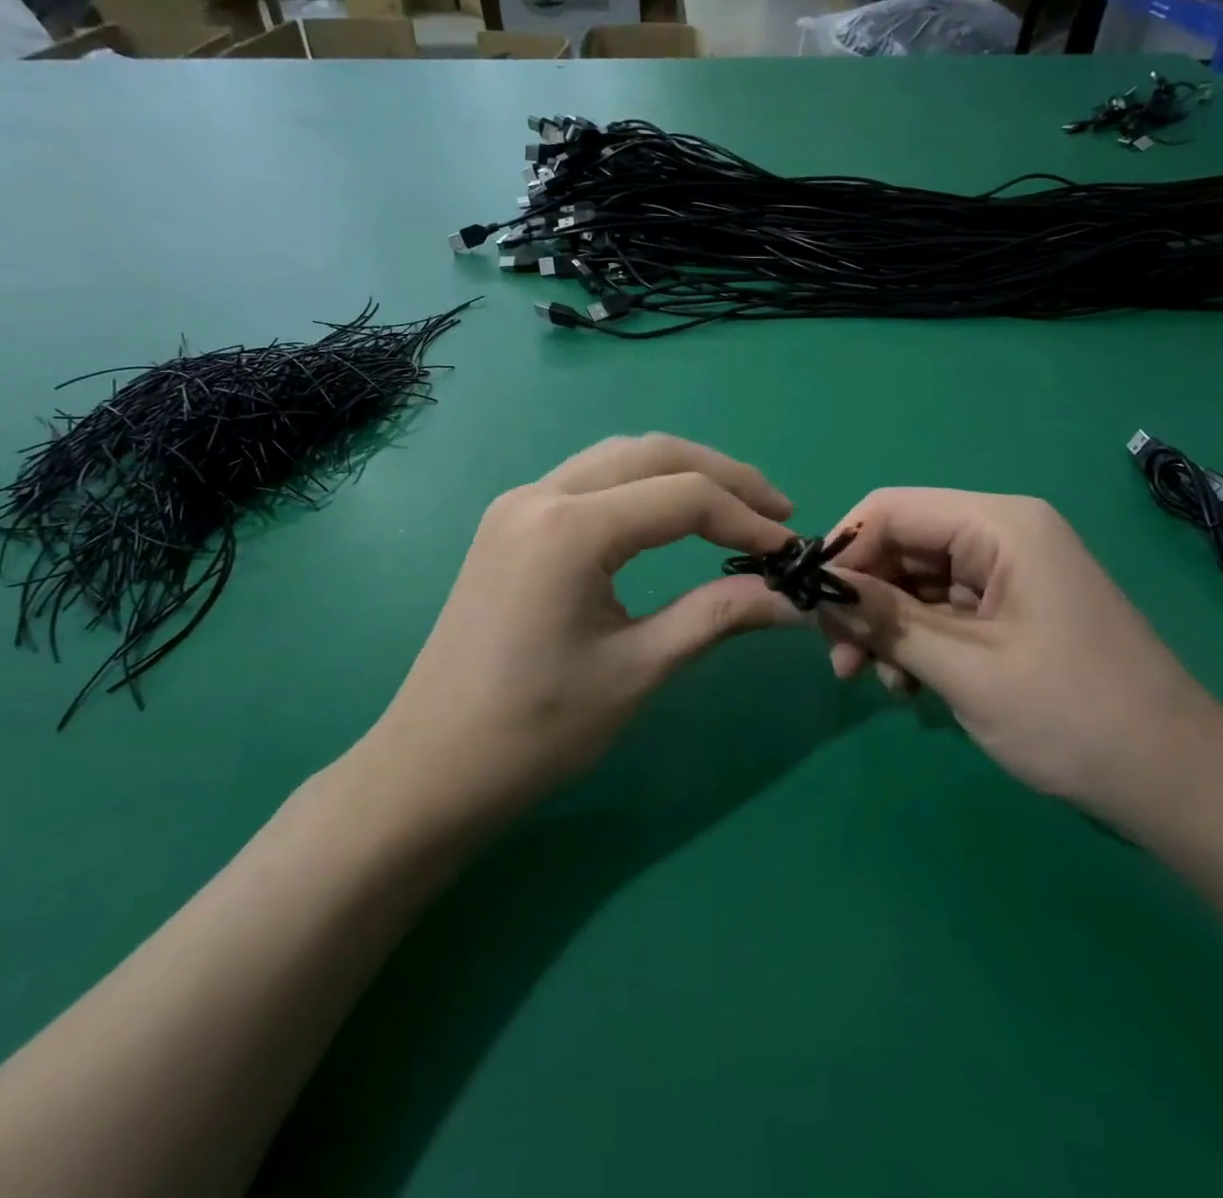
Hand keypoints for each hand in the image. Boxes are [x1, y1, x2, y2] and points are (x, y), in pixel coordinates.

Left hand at [369, 435, 800, 826]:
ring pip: (619, 457)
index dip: (747, 518)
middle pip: (653, 454)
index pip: (683, 496)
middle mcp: (540, 494)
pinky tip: (669, 516)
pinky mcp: (510, 523)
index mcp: (570, 527)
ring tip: (735, 506)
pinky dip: (641, 486)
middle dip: (723, 476)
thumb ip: (717, 616)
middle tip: (776, 511)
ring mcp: (518, 504)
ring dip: (682, 473)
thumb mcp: (638, 670)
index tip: (790, 551)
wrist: (431, 769)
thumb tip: (791, 599)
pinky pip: (589, 480)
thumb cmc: (536, 730)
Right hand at [818, 490, 1221, 807]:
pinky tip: (910, 685)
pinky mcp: (1013, 610)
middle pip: (902, 545)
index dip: (843, 550)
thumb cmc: (1074, 717)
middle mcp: (1003, 535)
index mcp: (1000, 525)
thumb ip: (886, 620)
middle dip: (863, 599)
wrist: (1179, 785)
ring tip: (874, 682)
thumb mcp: (965, 668)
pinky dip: (916, 641)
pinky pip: (943, 610)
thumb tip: (818, 588)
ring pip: (917, 581)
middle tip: (838, 659)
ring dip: (886, 626)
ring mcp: (1010, 574)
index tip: (811, 606)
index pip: (892, 509)